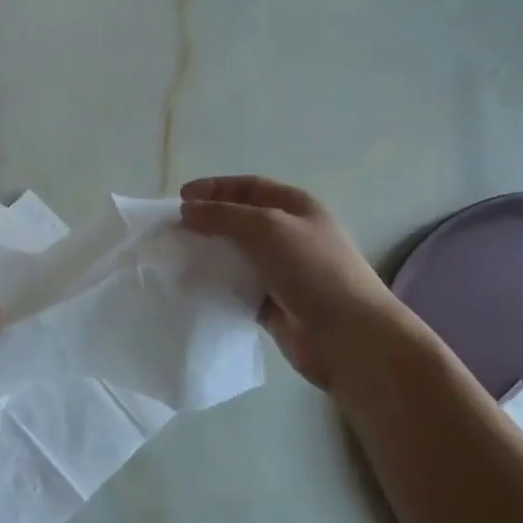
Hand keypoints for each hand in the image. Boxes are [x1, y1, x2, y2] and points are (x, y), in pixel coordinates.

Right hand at [180, 176, 401, 389]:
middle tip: (175, 230)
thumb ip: (224, 215)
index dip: (215, 188)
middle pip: (240, 220)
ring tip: (177, 257)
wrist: (347, 336)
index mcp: (297, 208)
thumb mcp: (268, 228)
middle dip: (208, 221)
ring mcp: (281, 271)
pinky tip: (193, 286)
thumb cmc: (312, 269)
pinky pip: (236, 286)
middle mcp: (290, 235)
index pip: (250, 187)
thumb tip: (187, 210)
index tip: (181, 199)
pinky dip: (216, 284)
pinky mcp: (271, 303)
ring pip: (236, 254)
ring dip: (209, 253)